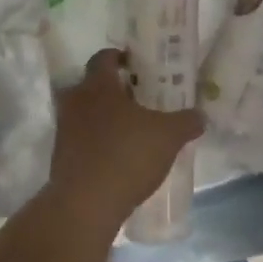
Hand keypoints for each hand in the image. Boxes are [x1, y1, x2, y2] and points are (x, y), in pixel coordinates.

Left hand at [47, 49, 204, 233]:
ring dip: (106, 118)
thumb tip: (200, 115)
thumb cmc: (127, 156)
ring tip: (133, 130)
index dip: (120, 57)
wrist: (86, 204)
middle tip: (140, 99)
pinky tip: (121, 157)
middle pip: (92, 86)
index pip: (103, 57)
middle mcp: (75, 102)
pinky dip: (99, 143)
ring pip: (86, 114)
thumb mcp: (169, 136)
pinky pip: (83, 140)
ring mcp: (64, 131)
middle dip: (115, 90)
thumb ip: (186, 121)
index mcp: (97, 86)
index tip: (137, 65)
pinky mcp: (62, 158)